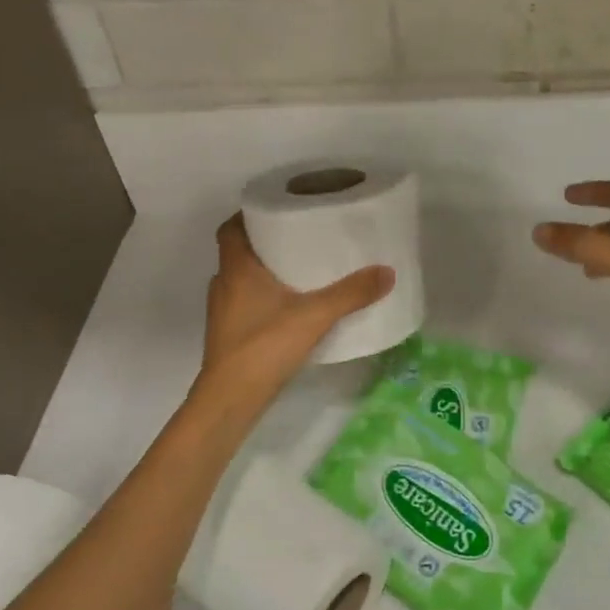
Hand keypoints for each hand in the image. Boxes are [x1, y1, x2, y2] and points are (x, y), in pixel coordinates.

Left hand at [199, 215, 394, 400]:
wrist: (230, 399)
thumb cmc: (264, 346)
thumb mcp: (314, 316)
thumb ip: (350, 294)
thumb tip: (387, 272)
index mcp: (237, 268)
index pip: (231, 228)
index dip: (248, 215)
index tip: (274, 210)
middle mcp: (224, 284)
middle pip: (239, 251)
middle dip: (265, 242)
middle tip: (298, 235)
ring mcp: (222, 311)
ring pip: (241, 279)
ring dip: (263, 271)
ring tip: (298, 268)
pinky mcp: (228, 334)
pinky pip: (244, 302)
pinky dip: (263, 297)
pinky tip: (290, 307)